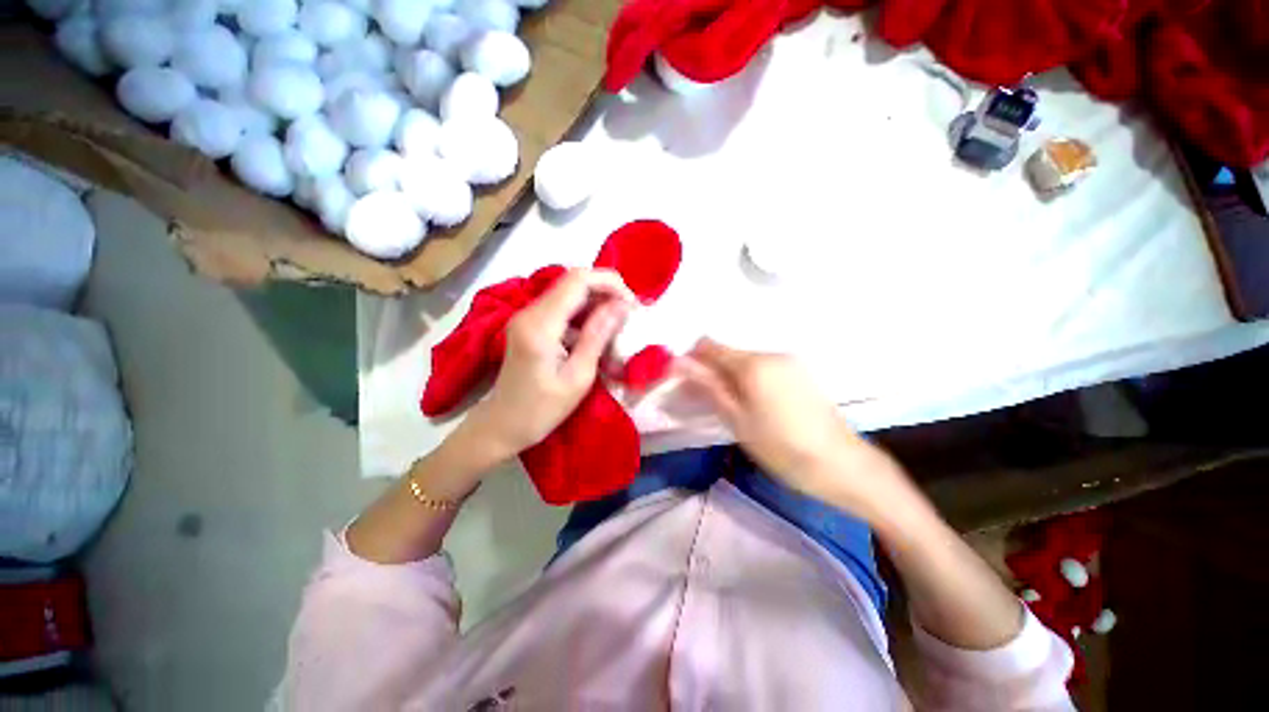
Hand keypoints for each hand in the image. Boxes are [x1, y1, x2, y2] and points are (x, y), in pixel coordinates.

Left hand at [460, 268, 634, 461]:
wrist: (503, 425)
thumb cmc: (542, 410)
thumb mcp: (578, 376)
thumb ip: (598, 335)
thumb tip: (622, 305)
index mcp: (540, 325)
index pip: (578, 280)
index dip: (609, 283)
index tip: (632, 304)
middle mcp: (529, 311)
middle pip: (573, 281)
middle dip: (606, 291)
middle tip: (629, 314)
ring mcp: (527, 315)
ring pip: (569, 292)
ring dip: (597, 302)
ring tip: (618, 325)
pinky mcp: (529, 323)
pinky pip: (562, 307)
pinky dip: (584, 314)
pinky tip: (596, 334)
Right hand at [677, 339, 907, 519]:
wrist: (841, 463)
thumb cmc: (781, 446)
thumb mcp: (736, 419)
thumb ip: (708, 385)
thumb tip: (679, 361)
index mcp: (752, 363)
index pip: (708, 345)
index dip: (693, 361)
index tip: (688, 385)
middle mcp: (771, 353)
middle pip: (728, 353)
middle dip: (712, 372)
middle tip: (709, 403)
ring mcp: (789, 362)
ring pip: (746, 361)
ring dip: (731, 378)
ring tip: (735, 409)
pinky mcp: (801, 372)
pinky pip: (764, 368)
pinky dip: (751, 381)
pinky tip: (759, 407)